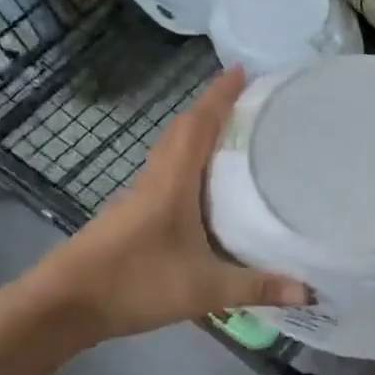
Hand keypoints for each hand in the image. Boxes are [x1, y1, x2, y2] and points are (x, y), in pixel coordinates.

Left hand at [38, 68, 308, 340]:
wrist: (65, 304)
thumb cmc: (135, 284)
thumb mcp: (205, 290)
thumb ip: (256, 287)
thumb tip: (309, 290)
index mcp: (172, 183)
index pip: (198, 126)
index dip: (219, 96)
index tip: (241, 70)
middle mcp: (153, 181)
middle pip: (181, 131)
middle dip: (210, 109)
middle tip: (244, 102)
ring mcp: (137, 198)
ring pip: (169, 153)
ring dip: (195, 136)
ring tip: (229, 137)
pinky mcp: (129, 217)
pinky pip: (163, 176)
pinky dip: (185, 165)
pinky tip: (200, 188)